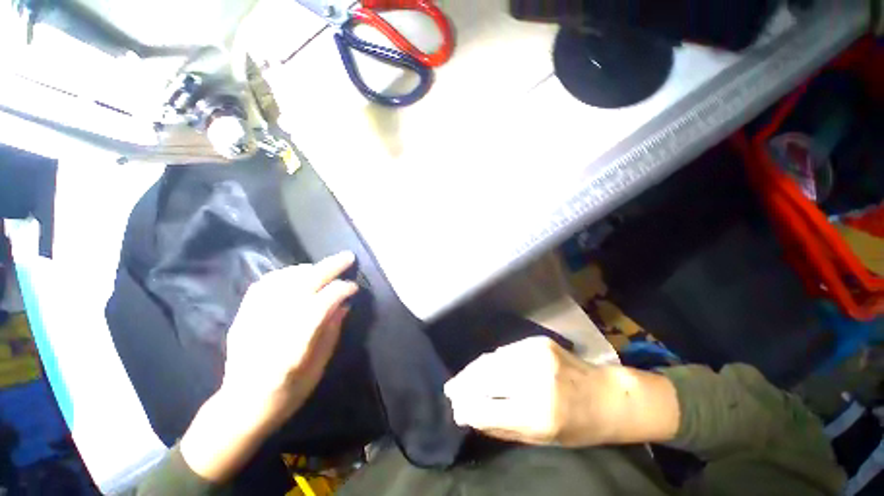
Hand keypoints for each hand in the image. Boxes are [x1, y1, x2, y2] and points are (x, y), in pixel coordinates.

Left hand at [222, 251, 358, 428]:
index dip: (342, 290)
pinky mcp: (243, 315)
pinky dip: (284, 273)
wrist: (240, 406)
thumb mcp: (319, 368)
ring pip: (284, 279)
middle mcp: (272, 326)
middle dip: (330, 267)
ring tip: (324, 267)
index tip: (354, 288)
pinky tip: (297, 273)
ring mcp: (254, 318)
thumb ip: (332, 332)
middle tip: (348, 257)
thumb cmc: (287, 393)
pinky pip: (264, 283)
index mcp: (294, 346)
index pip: (322, 303)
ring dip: (309, 269)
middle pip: (304, 285)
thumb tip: (344, 304)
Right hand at [444, 337, 679, 447]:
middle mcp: (536, 379)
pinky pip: (505, 351)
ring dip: (474, 370)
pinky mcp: (537, 341)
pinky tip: (484, 367)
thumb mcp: (541, 439)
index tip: (454, 407)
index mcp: (540, 413)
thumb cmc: (577, 426)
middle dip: (465, 383)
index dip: (467, 406)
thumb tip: (468, 415)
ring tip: (462, 378)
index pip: (488, 408)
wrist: (607, 395)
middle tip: (450, 389)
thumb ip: (501, 426)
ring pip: (493, 360)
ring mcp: (537, 354)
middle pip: (487, 377)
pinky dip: (492, 360)